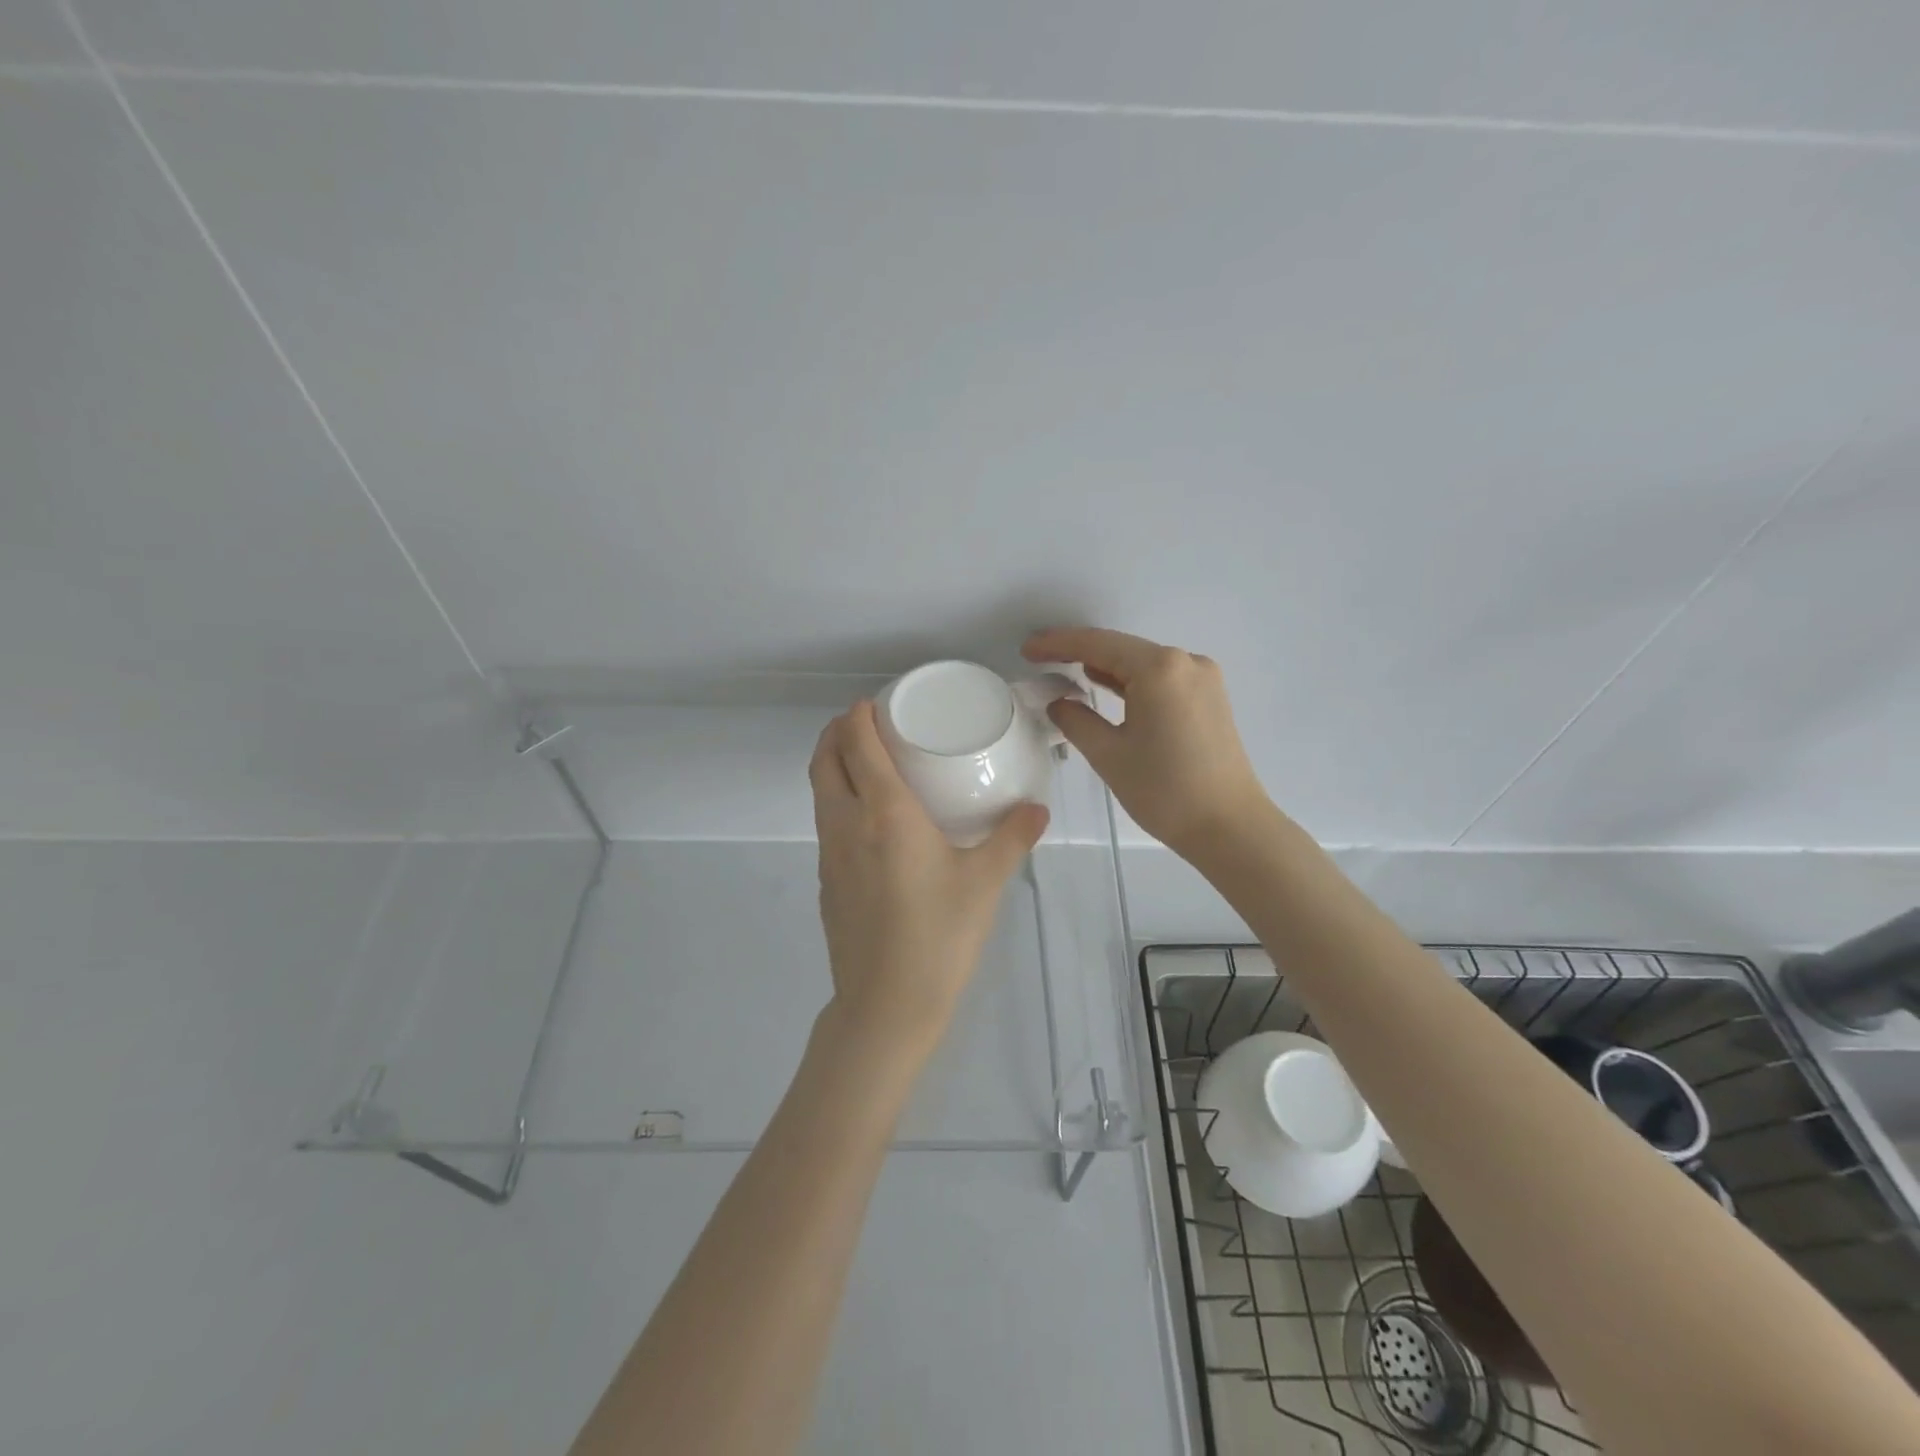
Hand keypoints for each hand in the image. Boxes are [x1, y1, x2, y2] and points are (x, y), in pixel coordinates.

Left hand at [810, 701, 1049, 1056]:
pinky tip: (870, 819)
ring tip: (866, 761)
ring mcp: (830, 853)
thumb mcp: (984, 883)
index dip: (858, 716)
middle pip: (825, 760)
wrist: (887, 1004)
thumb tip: (1038, 808)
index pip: (857, 745)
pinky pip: (825, 821)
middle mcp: (847, 823)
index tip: (875, 703)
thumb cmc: (939, 935)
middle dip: (837, 731)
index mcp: (884, 812)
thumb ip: (1012, 838)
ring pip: (820, 791)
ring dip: (833, 764)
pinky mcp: (826, 880)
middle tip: (866, 723)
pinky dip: (837, 798)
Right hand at [1023, 627, 1268, 859]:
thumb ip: (1076, 720)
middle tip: (1040, 660)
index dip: (1059, 644)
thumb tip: (1060, 703)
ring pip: (1142, 664)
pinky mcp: (1209, 699)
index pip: (1098, 644)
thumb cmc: (1165, 790)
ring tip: (1065, 671)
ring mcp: (1202, 679)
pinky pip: (1161, 679)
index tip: (1027, 650)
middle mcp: (1185, 662)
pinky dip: (1131, 682)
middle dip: (1080, 653)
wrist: (1230, 827)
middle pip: (1122, 648)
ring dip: (1106, 667)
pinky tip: (1107, 687)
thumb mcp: (1109, 754)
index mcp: (1160, 668)